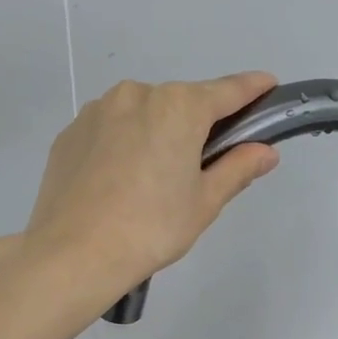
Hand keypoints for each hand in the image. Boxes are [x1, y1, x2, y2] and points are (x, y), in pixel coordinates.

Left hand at [23, 73, 280, 295]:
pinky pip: (109, 129)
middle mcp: (136, 94)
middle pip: (180, 103)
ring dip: (155, 133)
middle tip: (200, 166)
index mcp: (178, 106)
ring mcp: (97, 110)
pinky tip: (118, 181)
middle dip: (196, 125)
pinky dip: (122, 144)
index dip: (252, 89)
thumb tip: (265, 152)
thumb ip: (238, 168)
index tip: (268, 85)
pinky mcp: (70, 132)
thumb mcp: (204, 202)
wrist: (73, 253)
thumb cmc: (151, 228)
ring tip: (150, 180)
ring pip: (141, 114)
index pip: (227, 91)